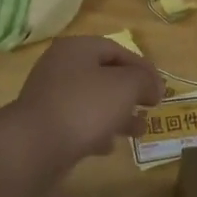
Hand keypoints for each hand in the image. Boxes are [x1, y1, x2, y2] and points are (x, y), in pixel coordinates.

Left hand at [9, 35, 162, 164]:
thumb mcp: (125, 87)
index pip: (117, 50)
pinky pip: (78, 122)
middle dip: (131, 93)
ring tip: (139, 131)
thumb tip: (154, 85)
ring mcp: (51, 96)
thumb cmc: (85, 107)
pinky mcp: (46, 124)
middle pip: (105, 75)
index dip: (143, 68)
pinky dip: (97, 131)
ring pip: (94, 101)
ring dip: (118, 114)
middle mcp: (61, 67)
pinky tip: (108, 147)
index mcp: (77, 49)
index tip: (161, 89)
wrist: (35, 146)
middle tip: (151, 108)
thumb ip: (145, 81)